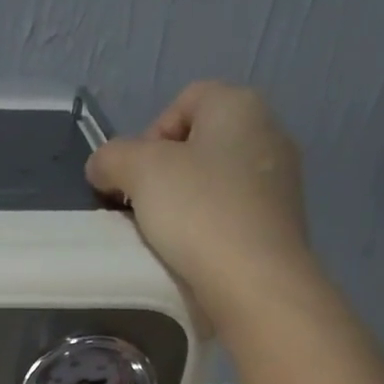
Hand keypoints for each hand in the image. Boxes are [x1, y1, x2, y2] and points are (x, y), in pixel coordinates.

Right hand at [86, 81, 316, 313]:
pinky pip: (232, 216)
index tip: (132, 179)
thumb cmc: (198, 212)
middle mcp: (269, 132)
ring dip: (184, 205)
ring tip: (164, 238)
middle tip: (141, 210)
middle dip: (164, 175)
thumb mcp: (139, 172)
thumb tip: (102, 166)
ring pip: (215, 183)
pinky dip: (208, 230)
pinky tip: (192, 256)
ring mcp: (281, 181)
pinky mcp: (281, 225)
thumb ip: (111, 158)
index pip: (184, 101)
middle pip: (199, 144)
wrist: (255, 282)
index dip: (148, 136)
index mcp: (239, 105)